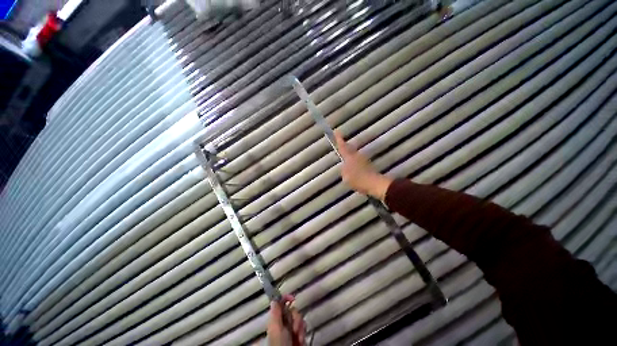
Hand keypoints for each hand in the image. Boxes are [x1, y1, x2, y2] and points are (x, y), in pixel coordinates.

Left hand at [267, 295, 304, 345]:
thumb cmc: (280, 344)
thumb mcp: (276, 328)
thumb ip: (275, 312)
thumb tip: (275, 298)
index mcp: (275, 320)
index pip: (280, 303)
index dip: (286, 298)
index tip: (293, 298)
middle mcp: (283, 323)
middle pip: (292, 310)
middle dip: (296, 318)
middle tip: (294, 328)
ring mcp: (290, 330)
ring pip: (299, 318)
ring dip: (300, 326)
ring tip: (298, 337)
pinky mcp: (298, 335)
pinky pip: (303, 327)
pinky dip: (303, 332)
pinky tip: (300, 340)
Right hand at [334, 131, 392, 200]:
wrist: (374, 183)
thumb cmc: (358, 179)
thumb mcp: (345, 176)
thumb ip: (343, 170)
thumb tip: (345, 167)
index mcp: (349, 157)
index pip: (343, 147)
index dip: (339, 139)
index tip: (337, 131)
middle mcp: (356, 156)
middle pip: (349, 149)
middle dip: (345, 146)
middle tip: (341, 144)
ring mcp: (363, 160)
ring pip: (354, 155)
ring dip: (350, 155)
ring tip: (345, 159)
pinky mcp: (367, 165)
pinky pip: (358, 161)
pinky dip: (354, 162)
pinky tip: (353, 169)